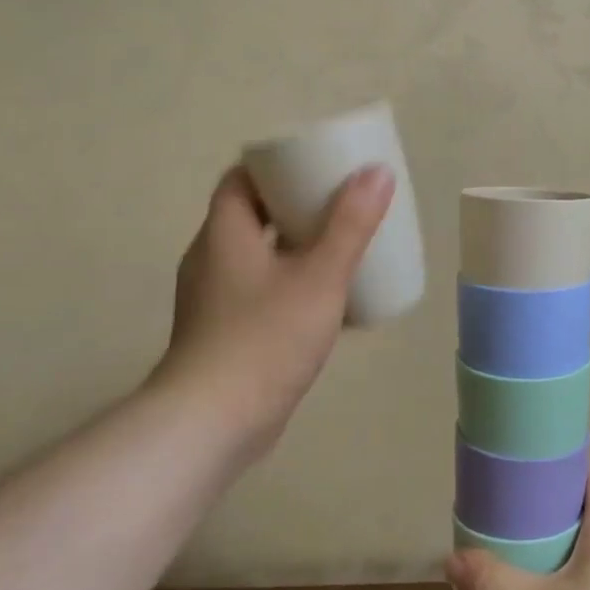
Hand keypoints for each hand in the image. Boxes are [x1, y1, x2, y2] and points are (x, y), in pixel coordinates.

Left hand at [146, 164, 394, 461]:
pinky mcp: (224, 333)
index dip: (275, 167)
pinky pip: (260, 291)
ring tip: (341, 247)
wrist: (213, 423)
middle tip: (341, 204)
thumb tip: (377, 172)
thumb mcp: (319, 277)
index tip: (315, 165)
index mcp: (224, 233)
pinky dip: (289, 283)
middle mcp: (212, 259)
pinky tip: (325, 301)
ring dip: (295, 247)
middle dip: (296, 206)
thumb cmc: (265, 338)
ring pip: (258, 256)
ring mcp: (214, 299)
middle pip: (253, 215)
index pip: (241, 179)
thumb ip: (351, 224)